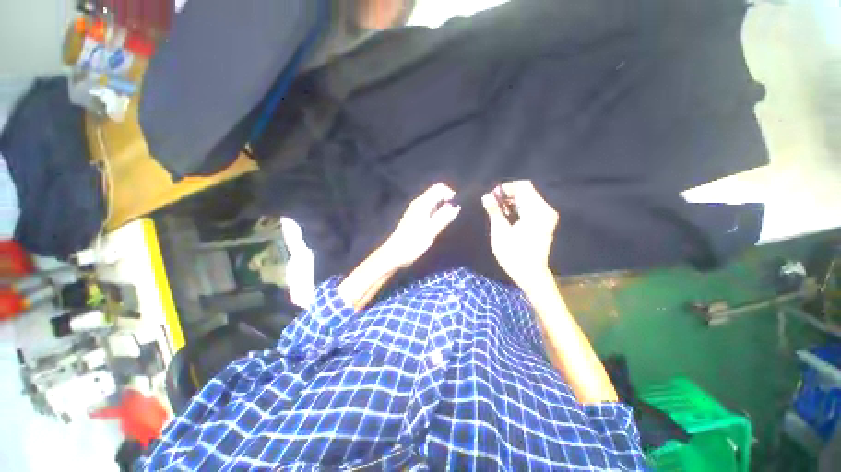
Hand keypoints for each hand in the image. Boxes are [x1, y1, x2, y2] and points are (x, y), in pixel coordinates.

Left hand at [380, 183, 460, 269]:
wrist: (394, 254)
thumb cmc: (413, 243)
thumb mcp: (431, 230)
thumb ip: (444, 217)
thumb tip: (456, 205)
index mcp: (422, 203)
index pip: (439, 187)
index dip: (450, 193)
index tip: (456, 207)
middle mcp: (418, 203)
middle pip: (436, 193)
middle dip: (447, 201)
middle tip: (452, 217)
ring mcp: (415, 210)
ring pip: (433, 202)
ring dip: (442, 208)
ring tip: (446, 222)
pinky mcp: (414, 218)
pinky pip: (429, 209)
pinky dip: (436, 214)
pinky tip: (437, 226)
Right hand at [482, 181, 558, 286]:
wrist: (531, 274)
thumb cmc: (513, 254)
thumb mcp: (500, 231)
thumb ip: (494, 211)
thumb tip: (487, 196)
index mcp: (536, 210)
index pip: (523, 186)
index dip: (505, 188)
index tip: (492, 197)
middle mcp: (545, 210)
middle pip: (527, 191)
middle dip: (508, 195)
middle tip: (492, 204)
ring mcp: (547, 216)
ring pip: (528, 199)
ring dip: (512, 202)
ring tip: (498, 211)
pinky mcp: (545, 223)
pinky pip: (531, 207)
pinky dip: (518, 208)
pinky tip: (508, 216)